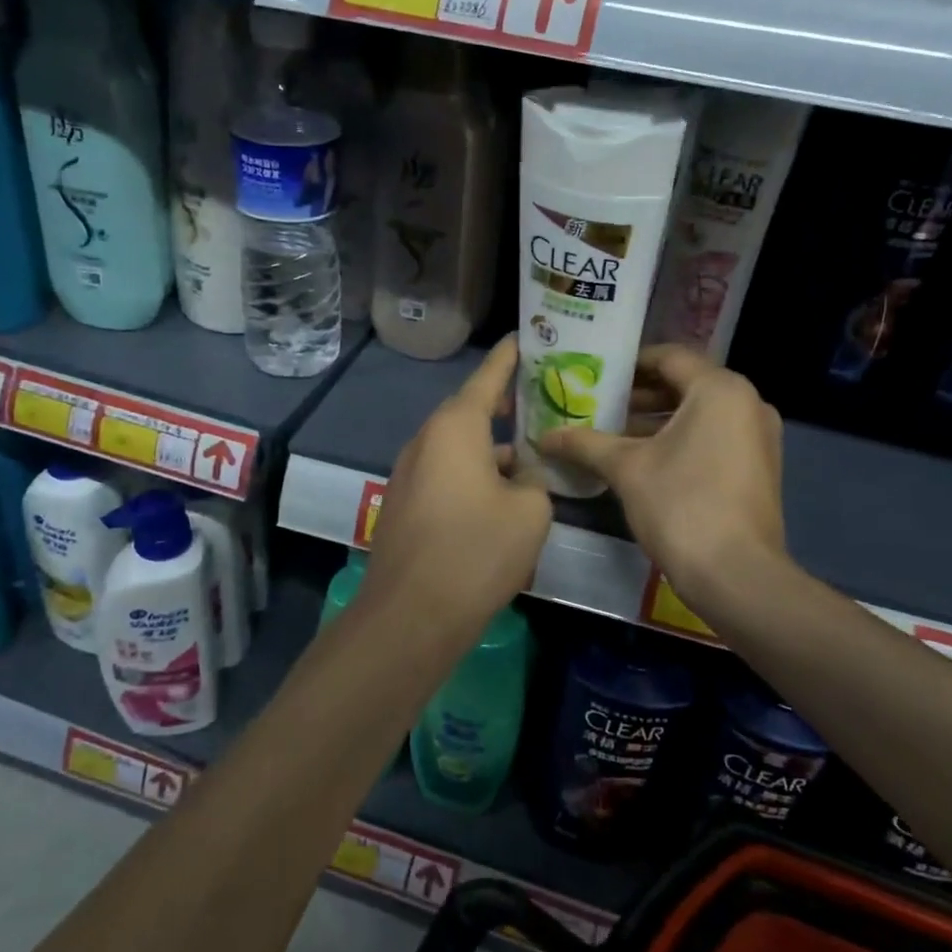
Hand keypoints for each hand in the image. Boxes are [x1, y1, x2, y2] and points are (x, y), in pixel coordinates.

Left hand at [359, 336, 551, 636]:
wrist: (412, 614)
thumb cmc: (476, 550)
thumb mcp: (529, 511)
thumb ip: (535, 481)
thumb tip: (523, 478)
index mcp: (455, 427)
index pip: (488, 375)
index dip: (511, 355)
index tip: (527, 336)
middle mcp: (427, 440)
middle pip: (471, 410)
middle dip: (507, 404)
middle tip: (544, 398)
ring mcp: (411, 472)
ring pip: (460, 445)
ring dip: (493, 445)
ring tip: (534, 450)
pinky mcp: (407, 503)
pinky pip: (448, 473)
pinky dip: (476, 472)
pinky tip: (504, 495)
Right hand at [537, 345, 786, 609]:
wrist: (737, 576)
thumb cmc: (681, 506)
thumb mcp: (626, 468)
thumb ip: (585, 444)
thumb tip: (545, 437)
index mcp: (720, 389)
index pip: (668, 357)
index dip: (628, 364)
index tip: (594, 374)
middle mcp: (747, 402)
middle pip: (685, 384)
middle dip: (639, 394)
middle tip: (597, 404)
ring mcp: (758, 436)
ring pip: (699, 413)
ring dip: (657, 420)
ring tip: (612, 432)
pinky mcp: (759, 466)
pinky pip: (714, 436)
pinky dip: (681, 439)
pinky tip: (643, 459)